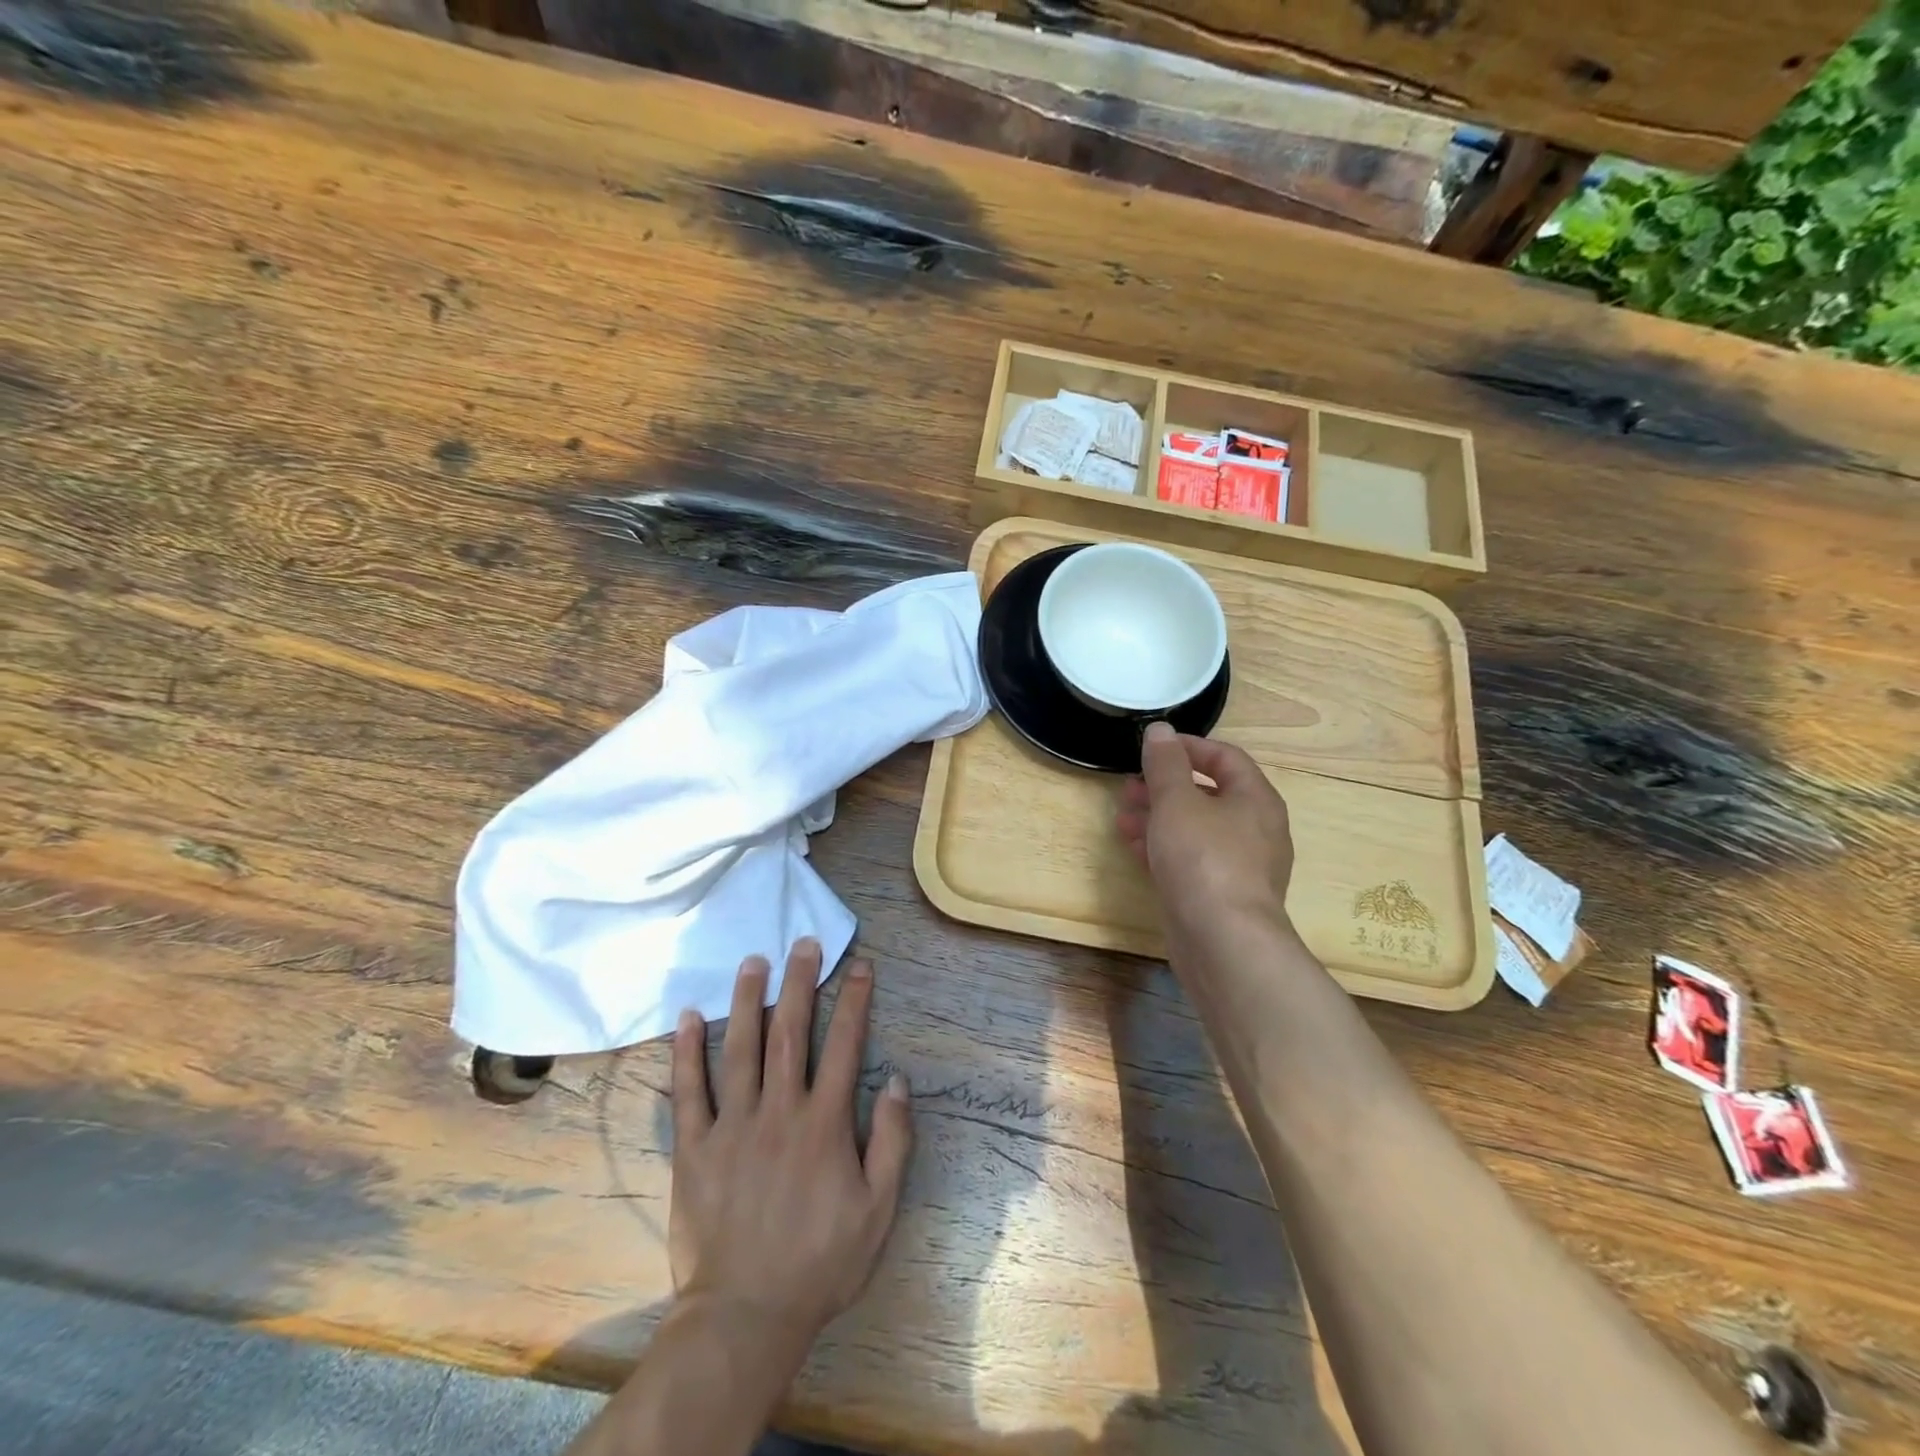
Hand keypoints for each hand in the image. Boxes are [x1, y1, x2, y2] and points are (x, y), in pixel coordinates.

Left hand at [670, 939, 912, 1349]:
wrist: (745, 1316)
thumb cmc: (820, 1262)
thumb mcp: (879, 1209)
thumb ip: (893, 1141)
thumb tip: (897, 1080)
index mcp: (824, 1123)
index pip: (844, 1045)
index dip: (854, 1001)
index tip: (859, 966)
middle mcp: (779, 1110)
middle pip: (790, 1032)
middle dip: (800, 981)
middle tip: (802, 942)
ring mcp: (732, 1126)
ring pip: (739, 1048)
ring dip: (747, 1000)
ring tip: (752, 961)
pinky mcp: (695, 1147)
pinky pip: (689, 1091)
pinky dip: (687, 1052)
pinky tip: (688, 1016)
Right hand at [1116, 723, 1294, 942]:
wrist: (1224, 943)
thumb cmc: (1204, 860)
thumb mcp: (1177, 802)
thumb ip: (1165, 764)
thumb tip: (1160, 731)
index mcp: (1255, 799)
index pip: (1225, 757)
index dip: (1188, 747)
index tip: (1151, 748)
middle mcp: (1255, 829)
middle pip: (1207, 794)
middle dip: (1164, 787)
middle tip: (1128, 788)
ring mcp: (1240, 866)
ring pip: (1196, 829)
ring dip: (1158, 819)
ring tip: (1123, 819)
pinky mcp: (1221, 895)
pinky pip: (1192, 860)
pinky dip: (1165, 849)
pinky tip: (1135, 850)